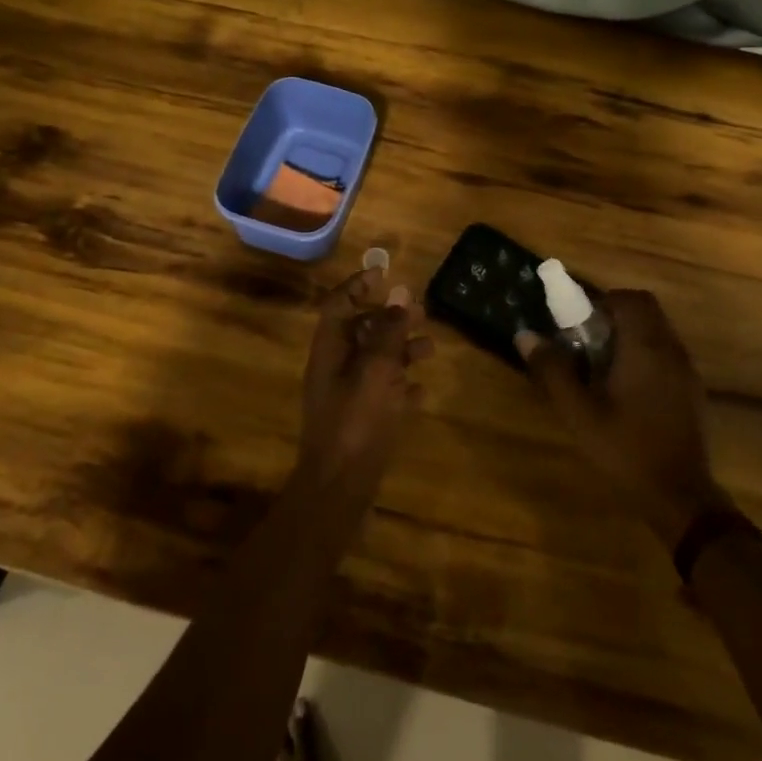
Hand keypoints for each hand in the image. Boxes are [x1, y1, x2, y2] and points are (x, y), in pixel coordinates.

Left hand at [298, 267, 431, 497]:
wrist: (339, 488)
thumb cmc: (356, 421)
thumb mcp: (376, 369)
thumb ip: (389, 330)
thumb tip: (400, 293)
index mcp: (330, 349)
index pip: (339, 303)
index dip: (359, 285)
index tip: (384, 272)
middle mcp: (335, 367)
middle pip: (361, 330)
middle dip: (390, 317)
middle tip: (421, 310)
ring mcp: (347, 396)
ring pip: (375, 361)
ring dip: (401, 350)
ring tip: (431, 347)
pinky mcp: (360, 421)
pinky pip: (383, 393)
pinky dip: (402, 386)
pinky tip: (423, 389)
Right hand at [518, 290, 731, 546]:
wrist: (680, 496)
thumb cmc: (626, 449)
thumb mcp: (579, 413)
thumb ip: (553, 371)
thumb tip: (525, 335)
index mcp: (645, 347)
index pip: (629, 299)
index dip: (602, 300)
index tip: (579, 320)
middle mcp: (670, 349)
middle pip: (646, 309)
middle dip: (616, 314)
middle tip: (588, 337)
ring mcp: (686, 369)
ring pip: (658, 330)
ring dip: (631, 333)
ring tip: (603, 362)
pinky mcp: (692, 389)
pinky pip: (667, 352)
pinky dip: (646, 352)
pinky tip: (627, 386)